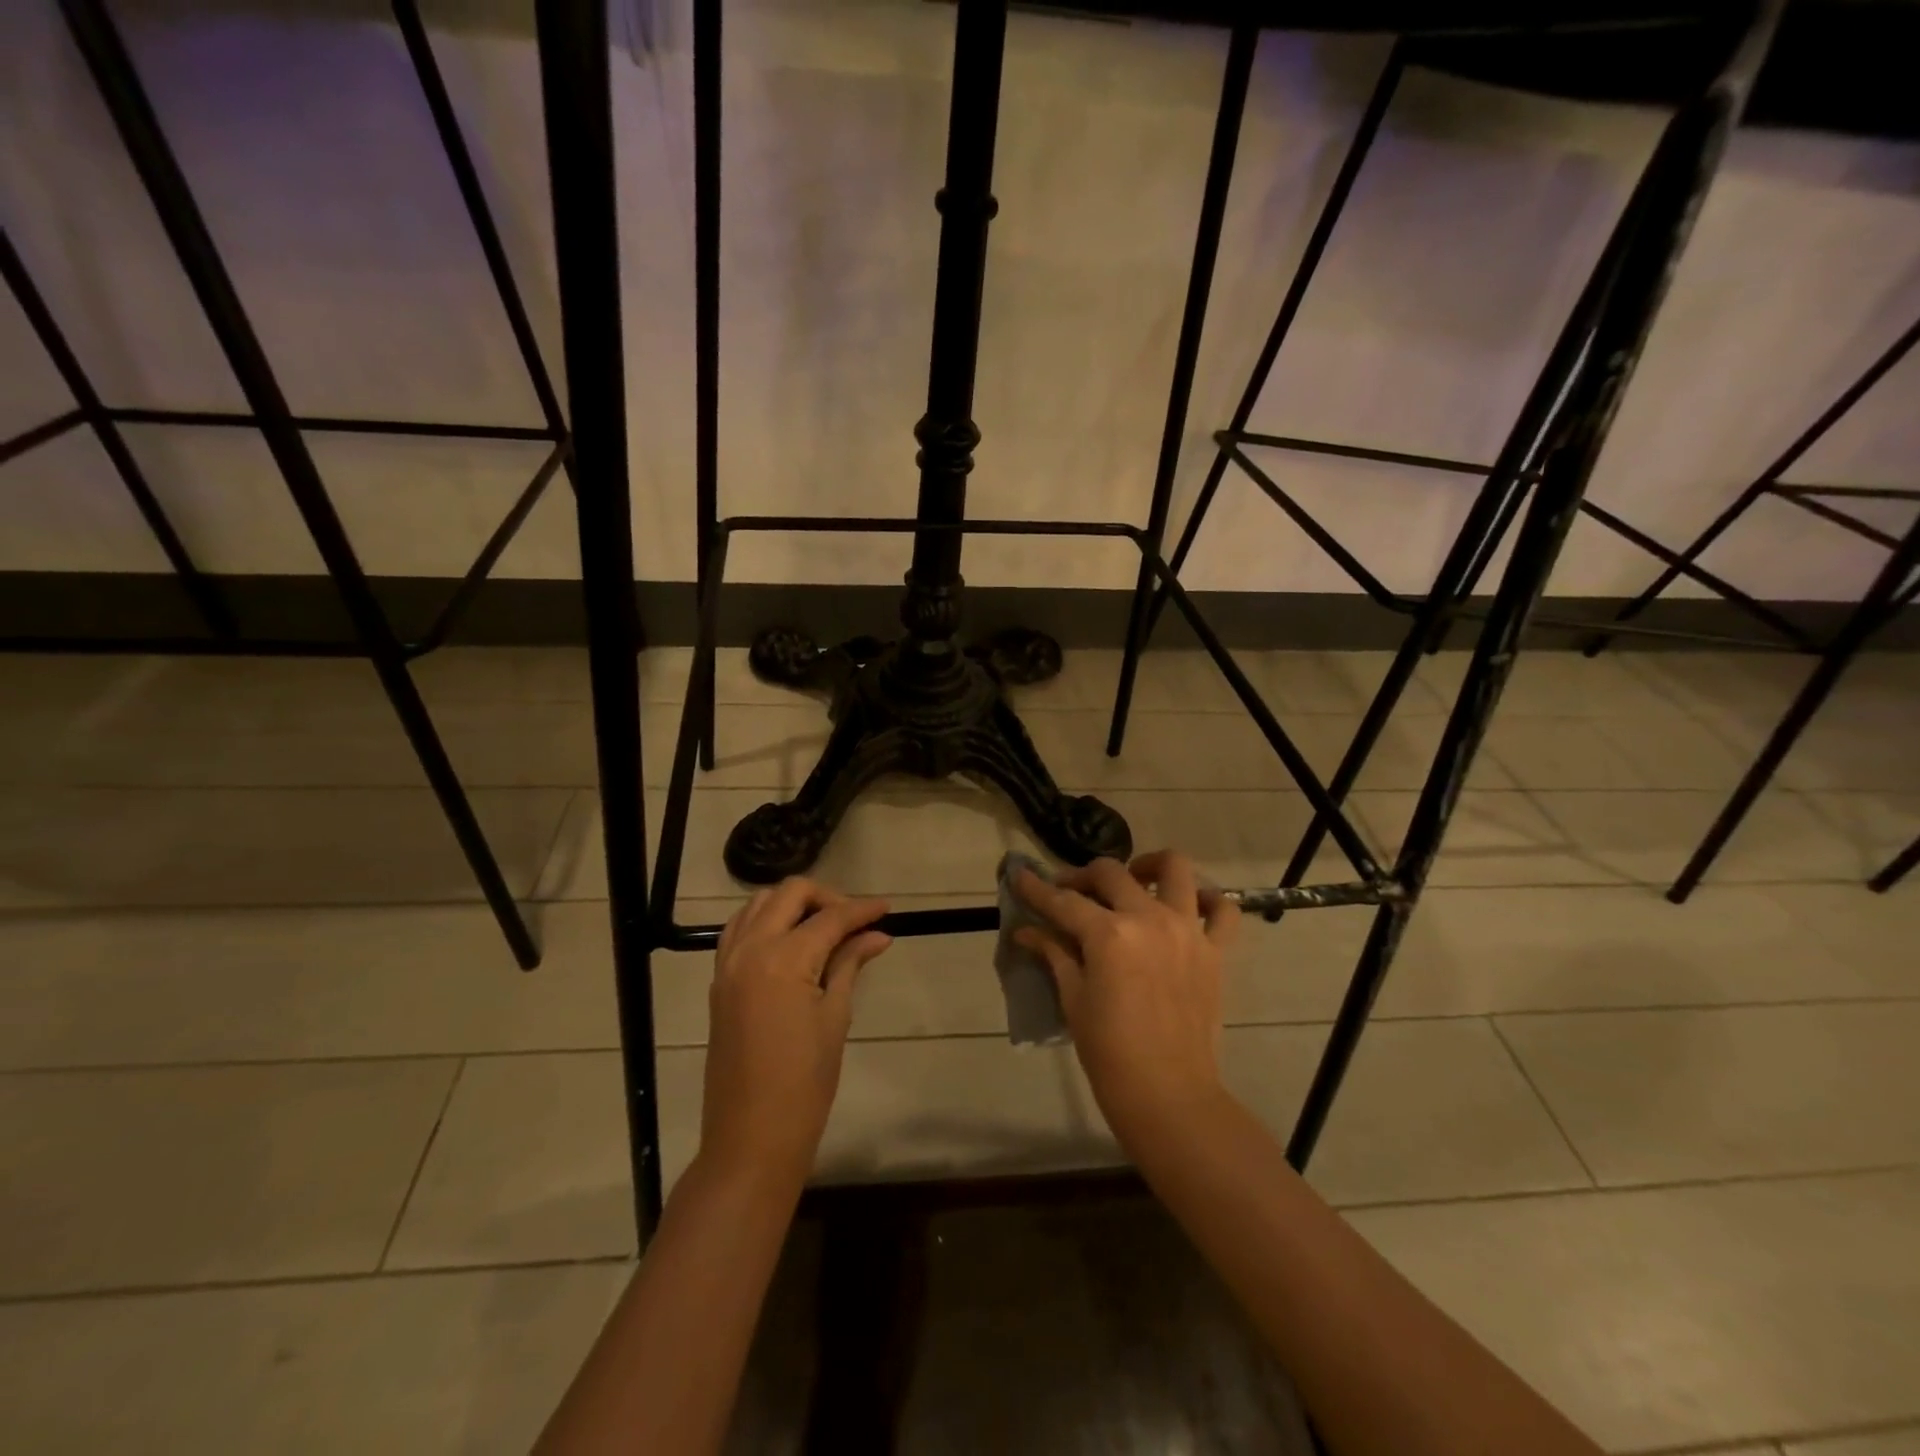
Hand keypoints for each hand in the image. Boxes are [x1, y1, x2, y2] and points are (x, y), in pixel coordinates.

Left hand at [700, 879, 890, 1188]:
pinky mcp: (719, 980)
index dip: (862, 910)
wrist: (751, 1137)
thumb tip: (877, 935)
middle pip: (790, 894)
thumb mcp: (834, 1018)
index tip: (888, 909)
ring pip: (759, 903)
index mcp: (783, 959)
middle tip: (855, 921)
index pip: (830, 918)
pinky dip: (766, 921)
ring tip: (825, 928)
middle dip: (827, 897)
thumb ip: (849, 965)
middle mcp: (750, 949)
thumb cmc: (804, 1083)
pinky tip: (791, 942)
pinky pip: (739, 929)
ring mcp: (728, 963)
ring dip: (793, 904)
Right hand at [1014, 850, 1238, 1153]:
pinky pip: (1223, 910)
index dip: (1036, 888)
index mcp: (1109, 935)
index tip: (1019, 875)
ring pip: (1174, 869)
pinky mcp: (1214, 950)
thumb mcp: (1074, 999)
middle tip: (1068, 893)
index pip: (1063, 901)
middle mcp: (1149, 919)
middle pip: (1111, 873)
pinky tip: (1187, 905)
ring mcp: (1187, 930)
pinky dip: (1208, 898)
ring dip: (1148, 866)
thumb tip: (1026, 932)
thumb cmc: (1109, 1052)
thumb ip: (1054, 954)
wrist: (1168, 1095)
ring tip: (1133, 880)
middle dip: (1082, 876)